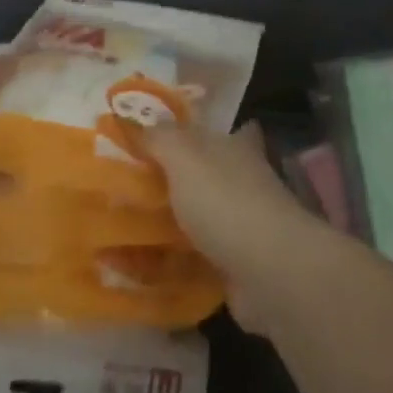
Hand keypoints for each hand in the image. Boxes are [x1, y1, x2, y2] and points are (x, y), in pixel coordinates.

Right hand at [142, 121, 338, 334]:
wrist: (269, 270)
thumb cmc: (226, 200)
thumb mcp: (184, 156)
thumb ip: (158, 138)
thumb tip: (133, 120)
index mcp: (237, 148)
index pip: (226, 131)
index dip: (202, 134)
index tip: (169, 141)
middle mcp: (244, 182)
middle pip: (208, 177)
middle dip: (177, 184)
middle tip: (129, 191)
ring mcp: (243, 227)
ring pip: (200, 221)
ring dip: (171, 227)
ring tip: (123, 233)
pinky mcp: (236, 267)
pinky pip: (196, 262)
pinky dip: (172, 266)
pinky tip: (140, 272)